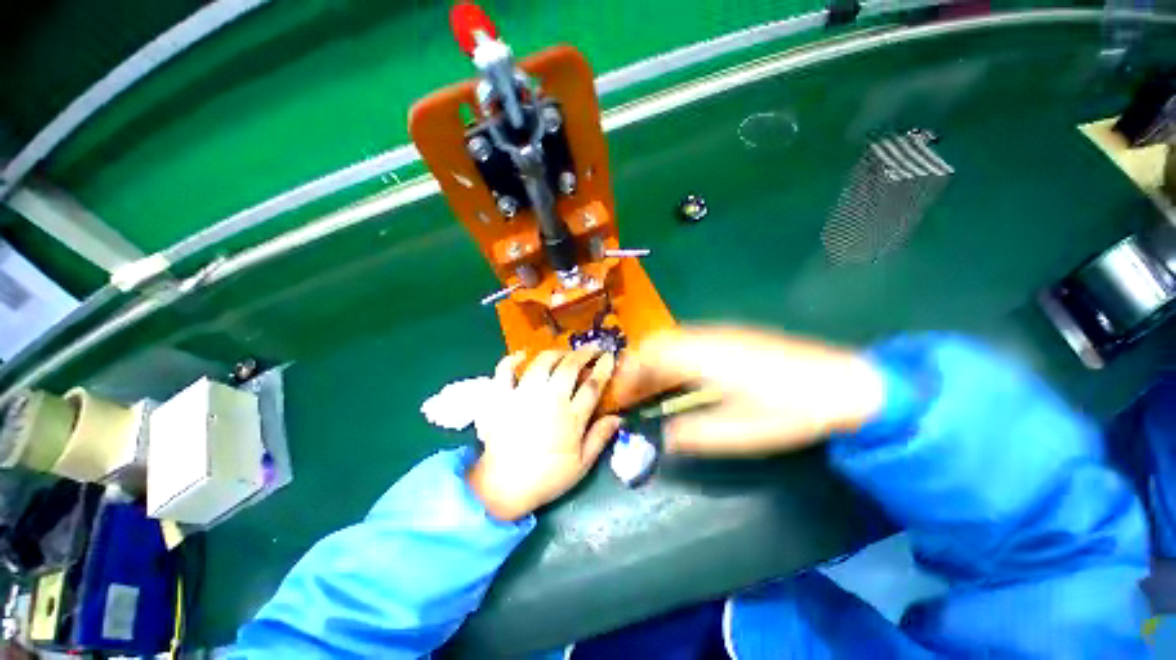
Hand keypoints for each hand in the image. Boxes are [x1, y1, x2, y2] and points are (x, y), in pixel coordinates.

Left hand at [467, 348, 621, 520]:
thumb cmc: (547, 477)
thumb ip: (600, 438)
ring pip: (542, 363)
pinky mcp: (501, 398)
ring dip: (556, 353)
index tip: (609, 356)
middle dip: (584, 354)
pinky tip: (522, 355)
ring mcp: (523, 396)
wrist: (504, 487)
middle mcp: (549, 400)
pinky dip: (512, 359)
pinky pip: (504, 371)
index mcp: (571, 417)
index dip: (603, 367)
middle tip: (591, 349)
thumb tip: (618, 417)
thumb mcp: (581, 465)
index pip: (592, 384)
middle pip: (569, 367)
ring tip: (563, 353)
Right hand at [614, 326, 885, 455]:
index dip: (629, 372)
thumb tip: (664, 437)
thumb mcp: (743, 432)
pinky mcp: (733, 337)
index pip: (650, 354)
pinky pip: (688, 342)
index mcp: (704, 357)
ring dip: (654, 362)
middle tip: (632, 394)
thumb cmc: (794, 410)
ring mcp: (721, 334)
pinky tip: (679, 378)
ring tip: (650, 389)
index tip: (621, 396)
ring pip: (671, 340)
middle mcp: (707, 338)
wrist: (847, 383)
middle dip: (637, 366)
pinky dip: (672, 358)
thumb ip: (696, 433)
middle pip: (657, 342)